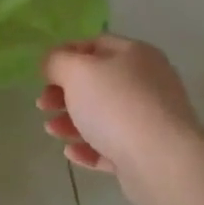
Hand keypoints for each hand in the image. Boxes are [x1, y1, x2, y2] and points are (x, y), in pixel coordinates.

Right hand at [38, 36, 203, 188]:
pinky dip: (89, 147)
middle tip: (43, 104)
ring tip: (52, 130)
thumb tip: (52, 63)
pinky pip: (112, 146)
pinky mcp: (147, 153)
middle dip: (65, 93)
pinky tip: (71, 152)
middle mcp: (147, 83)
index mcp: (136, 55)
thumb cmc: (116, 105)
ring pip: (103, 116)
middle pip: (98, 83)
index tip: (43, 72)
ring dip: (72, 121)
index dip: (66, 54)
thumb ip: (57, 61)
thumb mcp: (78, 72)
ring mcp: (150, 119)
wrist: (161, 160)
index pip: (96, 44)